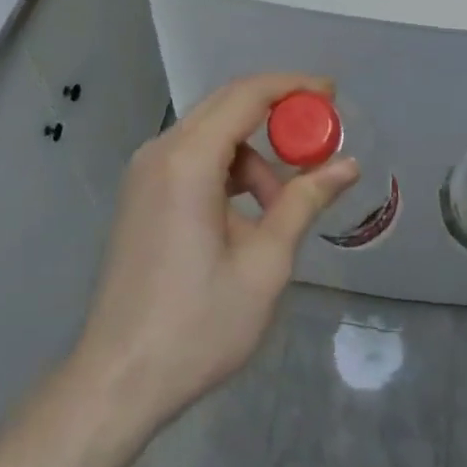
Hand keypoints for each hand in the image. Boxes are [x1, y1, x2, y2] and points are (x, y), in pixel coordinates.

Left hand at [72, 73, 359, 431]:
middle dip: (278, 114)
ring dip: (254, 155)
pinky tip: (247, 215)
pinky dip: (228, 171)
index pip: (247, 96)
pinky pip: (193, 159)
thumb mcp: (265, 263)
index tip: (332, 94)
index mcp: (188, 161)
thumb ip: (304, 202)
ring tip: (281, 207)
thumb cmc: (198, 324)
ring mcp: (145, 173)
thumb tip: (347, 164)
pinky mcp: (141, 195)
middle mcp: (160, 152)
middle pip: (226, 105)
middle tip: (321, 135)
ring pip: (211, 135)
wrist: (118, 380)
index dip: (293, 87)